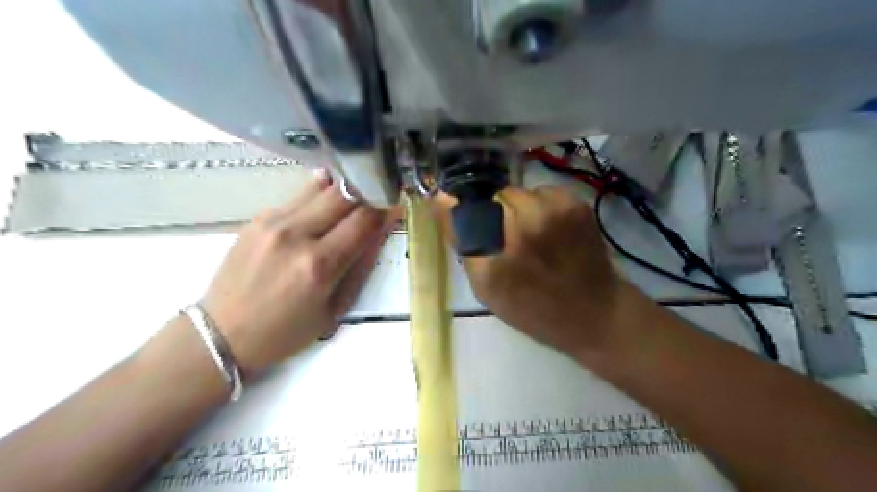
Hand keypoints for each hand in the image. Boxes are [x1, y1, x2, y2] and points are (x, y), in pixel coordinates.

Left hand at [201, 170, 397, 373]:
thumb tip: (381, 229)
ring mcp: (273, 222)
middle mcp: (296, 235)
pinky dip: (319, 195)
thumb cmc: (285, 332)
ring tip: (354, 199)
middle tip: (378, 199)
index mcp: (319, 265)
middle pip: (344, 195)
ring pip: (321, 188)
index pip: (364, 220)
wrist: (221, 333)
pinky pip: (298, 195)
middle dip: (368, 193)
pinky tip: (325, 202)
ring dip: (344, 191)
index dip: (386, 208)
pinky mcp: (258, 218)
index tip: (397, 203)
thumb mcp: (334, 309)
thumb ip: (361, 266)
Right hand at [437, 187, 633, 358]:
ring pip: (516, 193)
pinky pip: (541, 193)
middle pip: (491, 198)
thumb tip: (441, 201)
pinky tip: (550, 230)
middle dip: (492, 215)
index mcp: (499, 253)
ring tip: (531, 235)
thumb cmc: (534, 309)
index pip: (461, 210)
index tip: (458, 215)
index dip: (457, 210)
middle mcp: (526, 223)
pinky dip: (539, 207)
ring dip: (516, 209)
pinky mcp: (575, 203)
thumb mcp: (487, 289)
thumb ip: (463, 245)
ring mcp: (555, 209)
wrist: (596, 312)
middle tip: (506, 239)